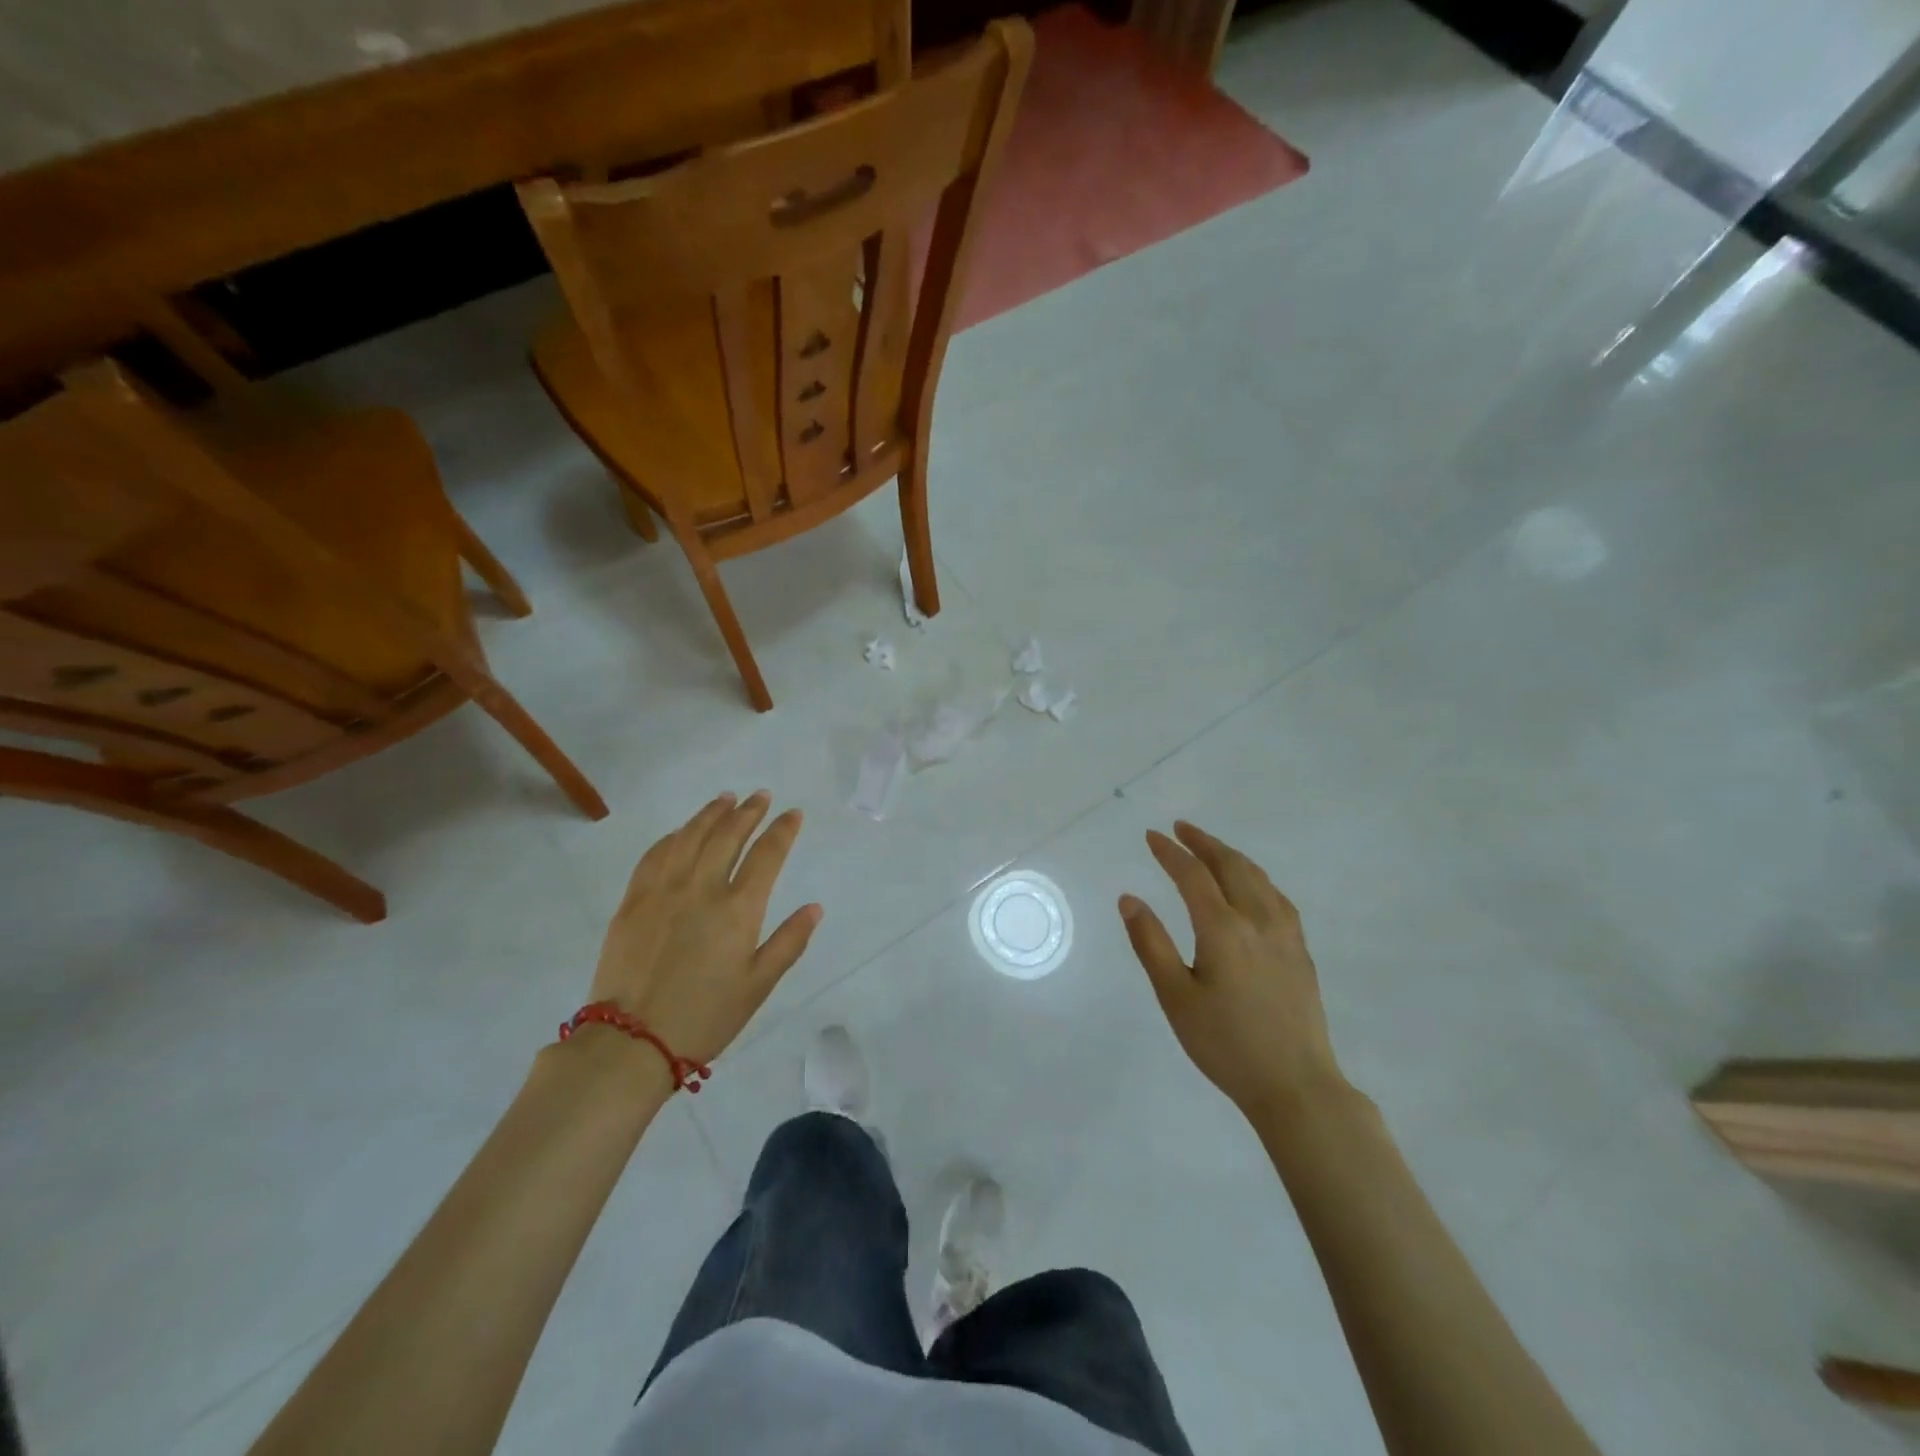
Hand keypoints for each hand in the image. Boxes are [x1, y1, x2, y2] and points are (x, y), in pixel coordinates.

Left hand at [589, 791, 821, 1066]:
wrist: (631, 1042)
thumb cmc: (705, 1017)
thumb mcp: (758, 986)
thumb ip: (789, 942)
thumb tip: (815, 907)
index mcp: (738, 909)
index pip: (766, 854)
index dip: (782, 830)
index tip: (793, 814)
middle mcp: (702, 888)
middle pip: (728, 835)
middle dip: (748, 812)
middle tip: (761, 796)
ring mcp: (663, 890)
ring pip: (690, 836)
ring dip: (711, 814)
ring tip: (726, 799)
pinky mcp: (633, 900)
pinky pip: (655, 854)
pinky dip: (674, 836)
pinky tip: (682, 831)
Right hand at [1120, 821, 1347, 1119]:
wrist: (1296, 1085)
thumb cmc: (1225, 1044)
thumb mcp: (1175, 997)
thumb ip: (1150, 943)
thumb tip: (1129, 898)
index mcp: (1223, 928)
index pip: (1193, 875)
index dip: (1170, 852)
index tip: (1152, 836)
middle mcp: (1258, 920)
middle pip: (1231, 866)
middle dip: (1204, 843)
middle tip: (1181, 828)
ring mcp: (1285, 935)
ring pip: (1258, 878)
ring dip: (1231, 856)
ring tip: (1211, 848)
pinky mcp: (1300, 951)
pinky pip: (1277, 897)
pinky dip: (1256, 878)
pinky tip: (1253, 886)